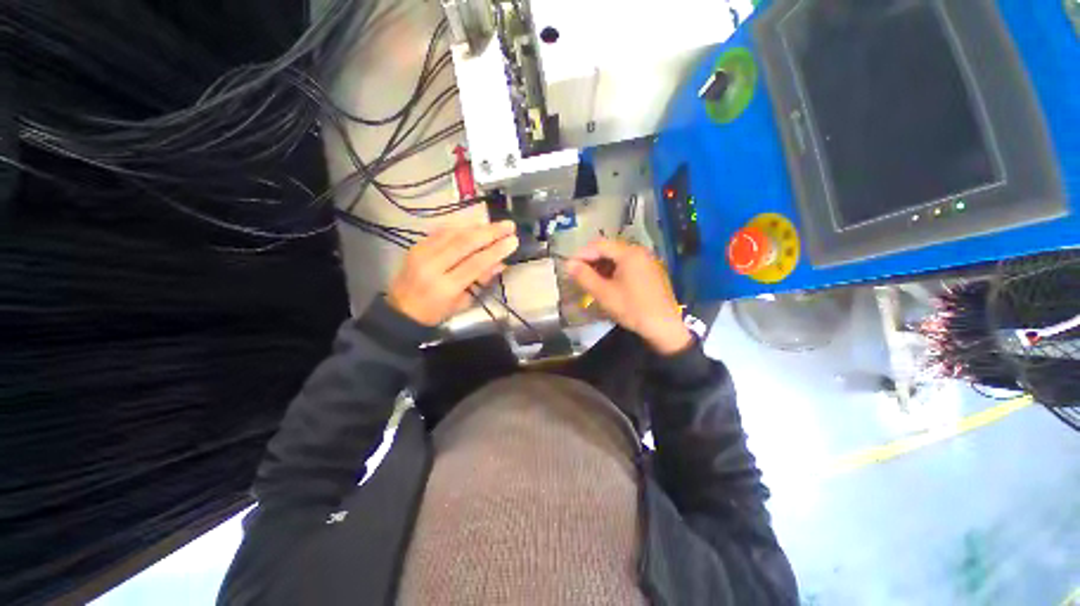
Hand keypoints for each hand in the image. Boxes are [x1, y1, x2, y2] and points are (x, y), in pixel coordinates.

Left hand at [387, 221, 518, 325]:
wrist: (401, 310)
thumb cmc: (436, 312)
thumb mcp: (462, 303)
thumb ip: (481, 281)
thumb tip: (500, 263)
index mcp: (446, 286)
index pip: (476, 263)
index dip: (496, 250)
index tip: (513, 240)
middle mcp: (433, 266)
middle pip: (465, 243)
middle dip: (490, 232)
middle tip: (509, 225)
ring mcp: (422, 253)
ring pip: (453, 233)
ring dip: (477, 226)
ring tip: (495, 224)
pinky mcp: (417, 245)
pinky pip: (442, 231)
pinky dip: (461, 226)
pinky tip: (475, 225)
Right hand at [566, 239, 691, 354]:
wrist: (664, 327)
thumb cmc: (632, 309)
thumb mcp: (604, 294)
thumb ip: (584, 276)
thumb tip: (568, 264)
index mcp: (629, 253)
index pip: (599, 245)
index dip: (581, 254)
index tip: (569, 267)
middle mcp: (639, 252)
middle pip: (609, 249)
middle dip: (591, 260)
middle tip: (577, 275)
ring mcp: (646, 262)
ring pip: (617, 258)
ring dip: (601, 266)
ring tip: (589, 280)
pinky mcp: (649, 272)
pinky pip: (626, 266)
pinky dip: (613, 271)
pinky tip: (606, 284)